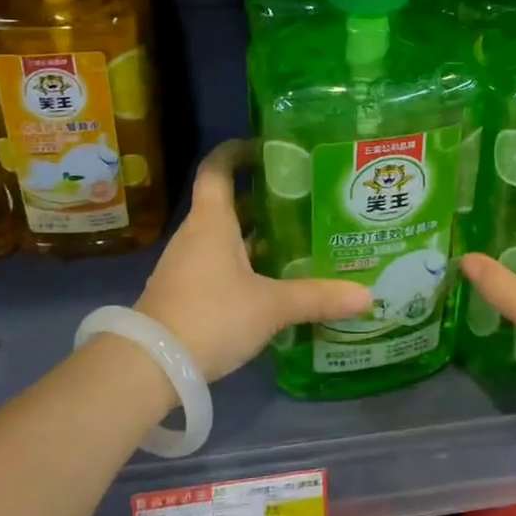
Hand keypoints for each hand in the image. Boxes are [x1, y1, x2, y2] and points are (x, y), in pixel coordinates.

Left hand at [135, 140, 373, 381]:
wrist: (148, 368)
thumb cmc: (211, 316)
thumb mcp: (272, 306)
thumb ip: (317, 298)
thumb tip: (367, 296)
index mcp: (212, 221)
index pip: (217, 168)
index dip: (236, 151)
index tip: (265, 147)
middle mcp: (195, 235)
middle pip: (225, 202)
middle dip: (260, 197)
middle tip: (301, 198)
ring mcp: (186, 265)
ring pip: (223, 236)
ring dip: (253, 234)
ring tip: (295, 237)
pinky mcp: (184, 293)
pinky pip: (217, 264)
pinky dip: (243, 263)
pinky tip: (271, 281)